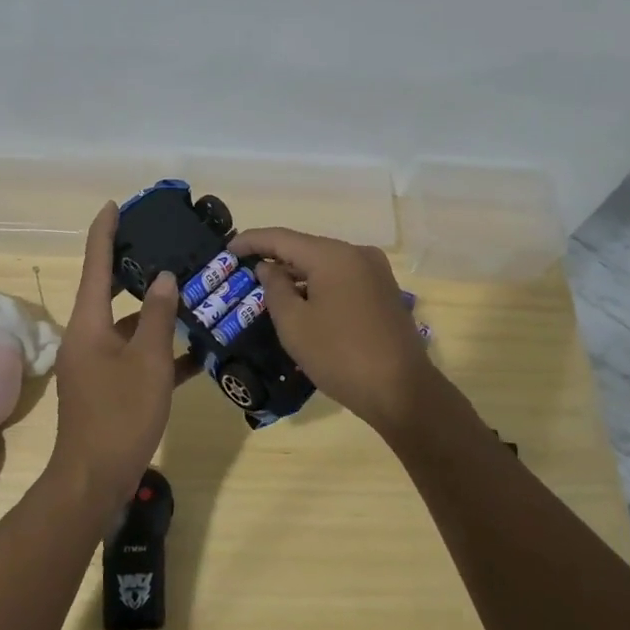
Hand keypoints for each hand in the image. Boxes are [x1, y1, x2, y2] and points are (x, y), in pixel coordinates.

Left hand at [50, 202, 189, 509]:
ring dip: (156, 315)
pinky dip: (159, 351)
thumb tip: (164, 278)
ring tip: (192, 296)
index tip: (114, 205)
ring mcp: (97, 364)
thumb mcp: (147, 361)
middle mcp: (87, 337)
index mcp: (88, 323)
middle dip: (135, 271)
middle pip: (110, 293)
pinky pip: (135, 356)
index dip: (104, 232)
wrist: (95, 479)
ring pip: (128, 326)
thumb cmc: (120, 414)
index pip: (95, 264)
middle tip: (166, 249)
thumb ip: (156, 316)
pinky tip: (195, 351)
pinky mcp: (109, 387)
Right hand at [230, 228, 438, 434]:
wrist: (402, 391)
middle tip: (243, 271)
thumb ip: (275, 288)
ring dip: (297, 274)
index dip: (251, 240)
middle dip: (274, 258)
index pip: (281, 238)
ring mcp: (375, 272)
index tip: (227, 249)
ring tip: (267, 289)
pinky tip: (302, 303)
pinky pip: (342, 278)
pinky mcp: (384, 292)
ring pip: (324, 264)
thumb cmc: (340, 356)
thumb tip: (269, 267)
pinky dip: (318, 285)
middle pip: (305, 248)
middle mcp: (357, 254)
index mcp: (333, 255)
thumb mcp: (294, 324)